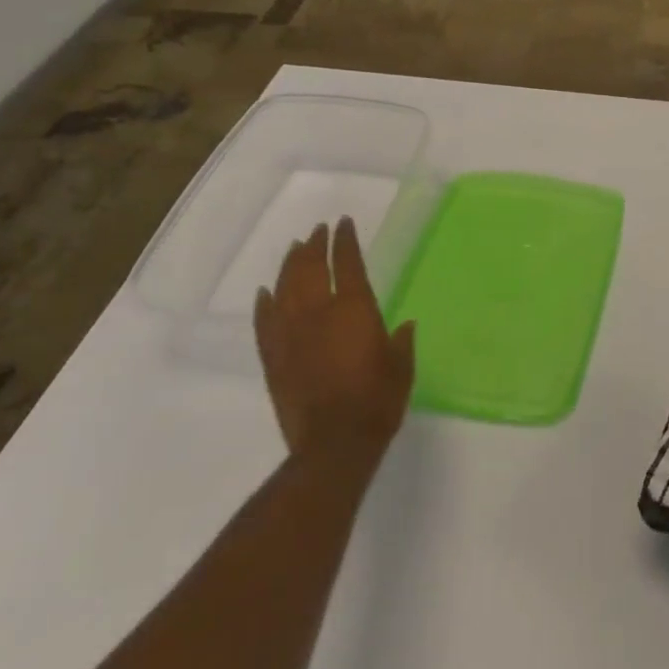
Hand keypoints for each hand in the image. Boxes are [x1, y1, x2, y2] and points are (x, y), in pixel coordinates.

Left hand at [253, 218, 414, 458]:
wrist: (334, 445)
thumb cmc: (377, 402)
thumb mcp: (401, 367)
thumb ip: (400, 342)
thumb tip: (404, 325)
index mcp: (353, 309)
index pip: (347, 262)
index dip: (345, 240)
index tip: (343, 223)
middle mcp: (318, 313)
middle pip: (310, 268)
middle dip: (314, 245)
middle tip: (318, 231)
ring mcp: (291, 335)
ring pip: (285, 288)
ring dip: (289, 265)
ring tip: (294, 249)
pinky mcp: (273, 358)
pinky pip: (265, 323)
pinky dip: (264, 304)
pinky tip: (265, 292)